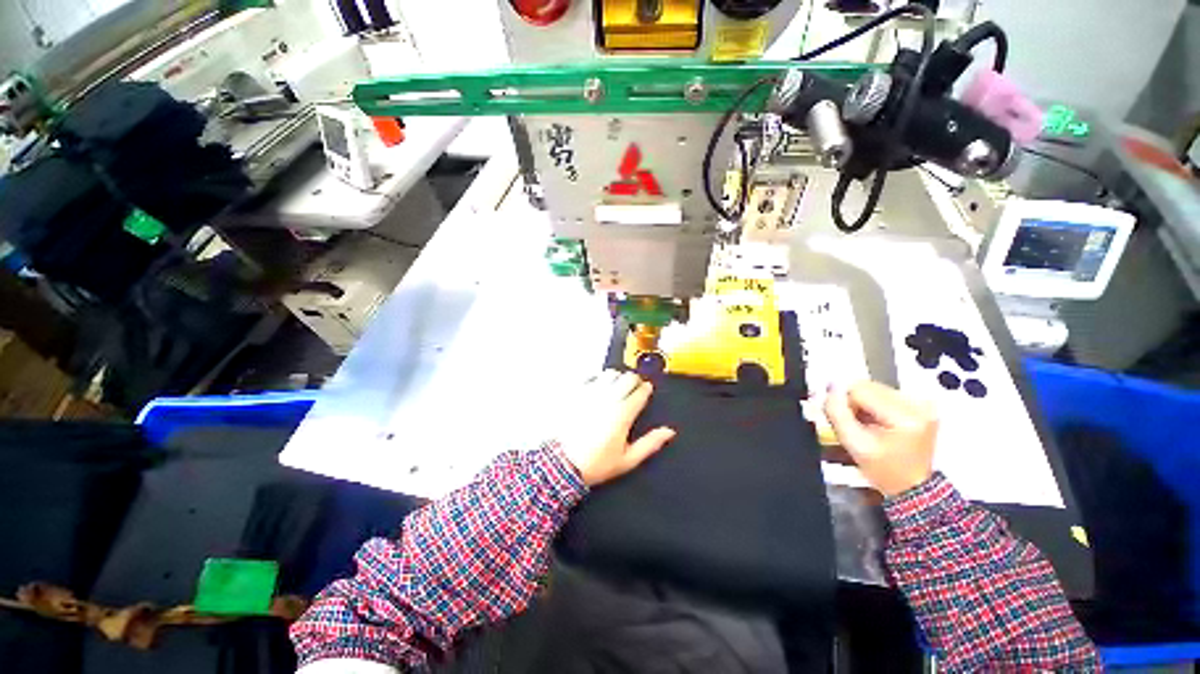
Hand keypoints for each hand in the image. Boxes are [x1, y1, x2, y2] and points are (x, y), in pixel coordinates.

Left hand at [555, 370, 675, 486]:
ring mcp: (590, 393)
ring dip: (617, 377)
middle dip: (634, 380)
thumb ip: (650, 443)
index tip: (646, 392)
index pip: (641, 390)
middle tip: (633, 389)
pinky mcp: (576, 392)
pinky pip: (590, 377)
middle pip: (628, 377)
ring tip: (615, 387)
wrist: (562, 464)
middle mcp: (608, 398)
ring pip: (610, 373)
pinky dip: (597, 379)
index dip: (646, 389)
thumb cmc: (596, 463)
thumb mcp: (627, 459)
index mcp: (623, 413)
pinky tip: (597, 389)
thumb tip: (669, 431)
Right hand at [823, 381, 937, 496]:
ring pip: (875, 388)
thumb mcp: (854, 444)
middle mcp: (918, 404)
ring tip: (867, 424)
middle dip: (855, 402)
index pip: (860, 390)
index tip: (845, 420)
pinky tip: (877, 422)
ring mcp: (922, 404)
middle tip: (855, 423)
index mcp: (905, 416)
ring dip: (864, 403)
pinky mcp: (921, 405)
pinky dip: (875, 405)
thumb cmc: (884, 470)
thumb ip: (837, 413)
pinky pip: (886, 394)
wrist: (912, 486)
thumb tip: (830, 389)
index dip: (844, 403)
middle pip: (869, 386)